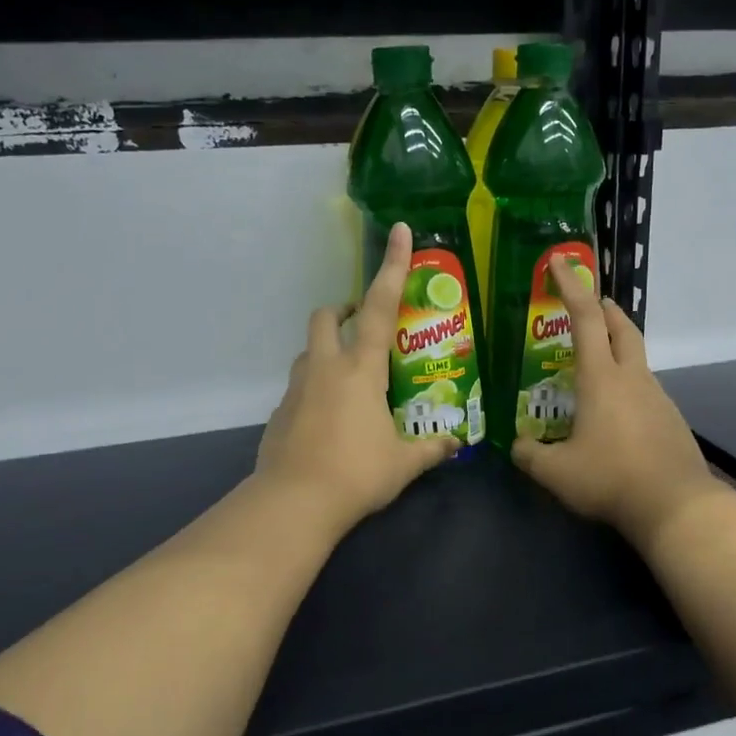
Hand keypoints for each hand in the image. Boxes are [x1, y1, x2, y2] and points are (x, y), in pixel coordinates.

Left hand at [255, 222, 457, 534]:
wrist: (294, 502)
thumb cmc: (356, 474)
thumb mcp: (403, 463)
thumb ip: (431, 449)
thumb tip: (455, 444)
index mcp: (361, 369)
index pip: (382, 308)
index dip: (392, 268)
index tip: (399, 232)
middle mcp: (325, 367)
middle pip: (328, 316)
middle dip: (345, 310)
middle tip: (364, 324)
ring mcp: (297, 388)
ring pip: (309, 349)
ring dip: (327, 348)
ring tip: (350, 377)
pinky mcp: (279, 412)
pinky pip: (299, 385)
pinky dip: (315, 386)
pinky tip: (329, 418)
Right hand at [511, 259, 722, 551]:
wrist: (675, 505)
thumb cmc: (610, 479)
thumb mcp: (556, 472)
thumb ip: (530, 455)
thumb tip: (516, 446)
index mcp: (601, 378)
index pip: (586, 318)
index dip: (571, 287)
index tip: (559, 262)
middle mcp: (633, 378)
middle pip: (623, 328)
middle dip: (604, 309)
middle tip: (589, 305)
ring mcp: (657, 397)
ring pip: (636, 360)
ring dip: (617, 349)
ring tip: (593, 369)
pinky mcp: (670, 419)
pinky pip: (645, 390)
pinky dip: (627, 385)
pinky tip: (615, 415)